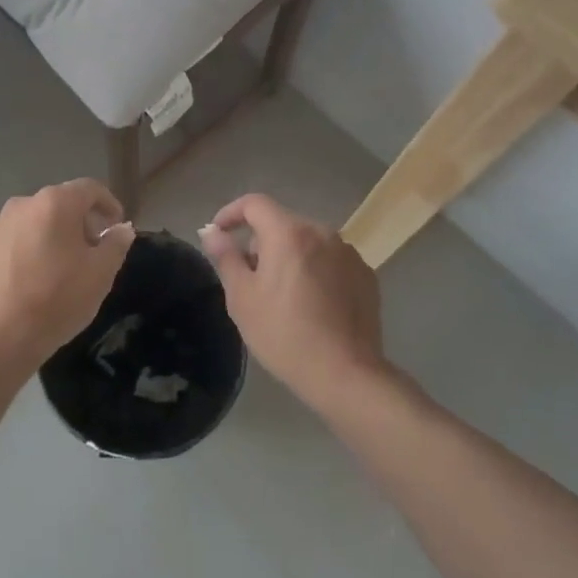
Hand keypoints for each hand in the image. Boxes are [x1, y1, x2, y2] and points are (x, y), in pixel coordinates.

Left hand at [0, 179, 134, 367]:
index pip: (89, 189)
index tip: (116, 225)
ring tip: (57, 269)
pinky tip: (27, 281)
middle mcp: (22, 205)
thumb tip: (121, 229)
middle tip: (90, 251)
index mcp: (55, 204)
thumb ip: (116, 244)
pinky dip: (22, 253)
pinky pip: (9, 244)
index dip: (108, 203)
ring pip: (31, 223)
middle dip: (78, 222)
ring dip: (48, 237)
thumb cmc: (57, 299)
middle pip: (58, 204)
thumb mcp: (101, 274)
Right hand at [201, 194, 385, 409]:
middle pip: (281, 223)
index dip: (231, 213)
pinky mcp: (365, 274)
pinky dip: (316, 271)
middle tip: (250, 279)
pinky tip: (313, 305)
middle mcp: (321, 232)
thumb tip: (212, 232)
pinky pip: (330, 261)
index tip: (219, 234)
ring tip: (283, 295)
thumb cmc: (284, 334)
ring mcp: (348, 253)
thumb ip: (225, 257)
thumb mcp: (242, 297)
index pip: (254, 203)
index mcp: (288, 232)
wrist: (345, 374)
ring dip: (290, 256)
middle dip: (261, 243)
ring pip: (307, 242)